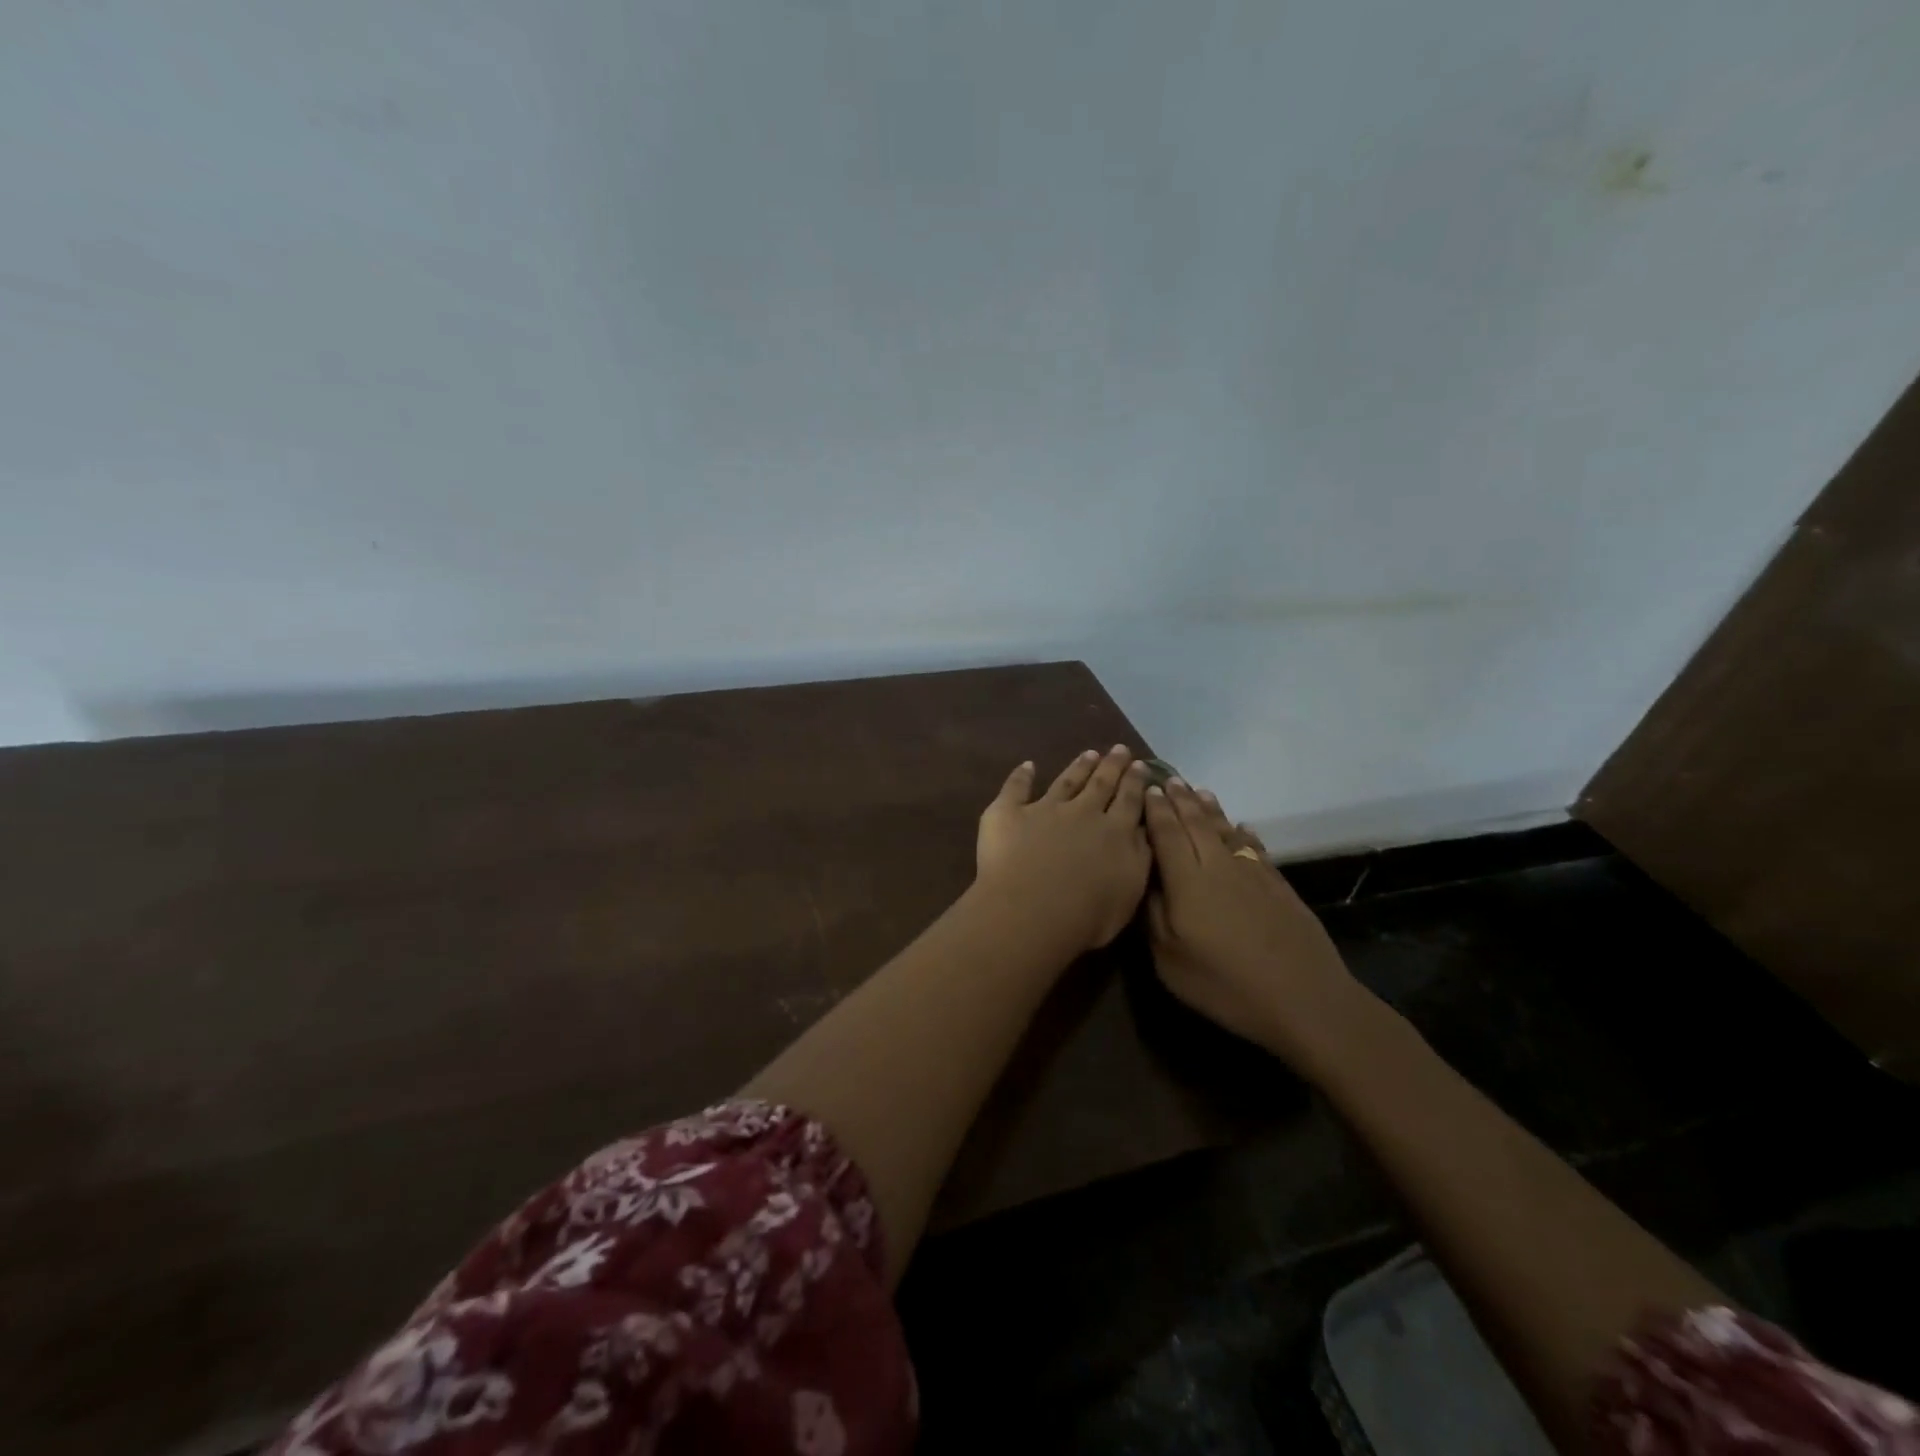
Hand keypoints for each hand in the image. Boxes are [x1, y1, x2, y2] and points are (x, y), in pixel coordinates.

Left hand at [975, 746, 1153, 952]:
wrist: (1032, 912)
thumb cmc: (1087, 916)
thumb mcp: (1129, 892)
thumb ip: (1139, 858)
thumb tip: (1143, 832)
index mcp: (1115, 832)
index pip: (1130, 801)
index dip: (1136, 782)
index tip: (1141, 766)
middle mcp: (1083, 813)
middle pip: (1101, 784)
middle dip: (1112, 766)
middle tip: (1119, 749)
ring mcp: (1045, 809)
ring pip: (1066, 781)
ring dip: (1078, 767)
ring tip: (1089, 753)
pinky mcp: (1009, 813)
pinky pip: (1015, 788)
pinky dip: (1021, 775)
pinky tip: (1027, 765)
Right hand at [1143, 779, 1367, 1066]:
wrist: (1303, 998)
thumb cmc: (1224, 984)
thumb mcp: (1169, 960)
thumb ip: (1152, 915)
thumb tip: (1145, 880)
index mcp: (1187, 881)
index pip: (1167, 834)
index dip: (1156, 811)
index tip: (1148, 789)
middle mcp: (1218, 865)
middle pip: (1196, 824)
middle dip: (1180, 800)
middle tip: (1169, 779)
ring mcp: (1252, 873)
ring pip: (1226, 830)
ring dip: (1210, 809)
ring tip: (1199, 791)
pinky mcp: (1278, 885)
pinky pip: (1254, 847)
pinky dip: (1243, 833)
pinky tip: (1242, 827)